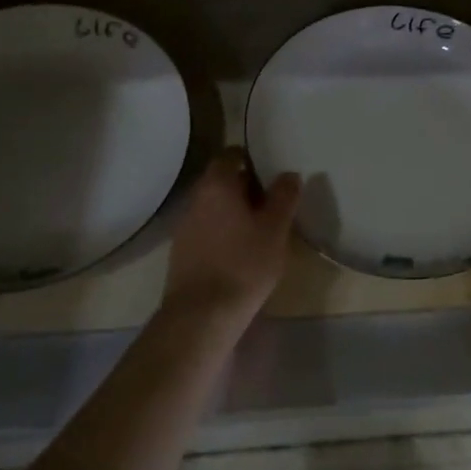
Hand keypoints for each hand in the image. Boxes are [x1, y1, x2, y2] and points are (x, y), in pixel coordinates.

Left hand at [161, 150, 301, 327]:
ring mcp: (184, 226)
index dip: (250, 159)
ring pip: (214, 208)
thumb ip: (284, 197)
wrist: (202, 314)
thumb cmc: (244, 263)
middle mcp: (196, 199)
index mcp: (217, 185)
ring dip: (234, 212)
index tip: (269, 173)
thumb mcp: (275, 229)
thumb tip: (289, 174)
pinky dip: (223, 233)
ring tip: (260, 230)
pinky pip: (207, 230)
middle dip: (245, 188)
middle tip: (272, 203)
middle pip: (221, 181)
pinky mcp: (182, 252)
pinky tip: (240, 253)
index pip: (230, 155)